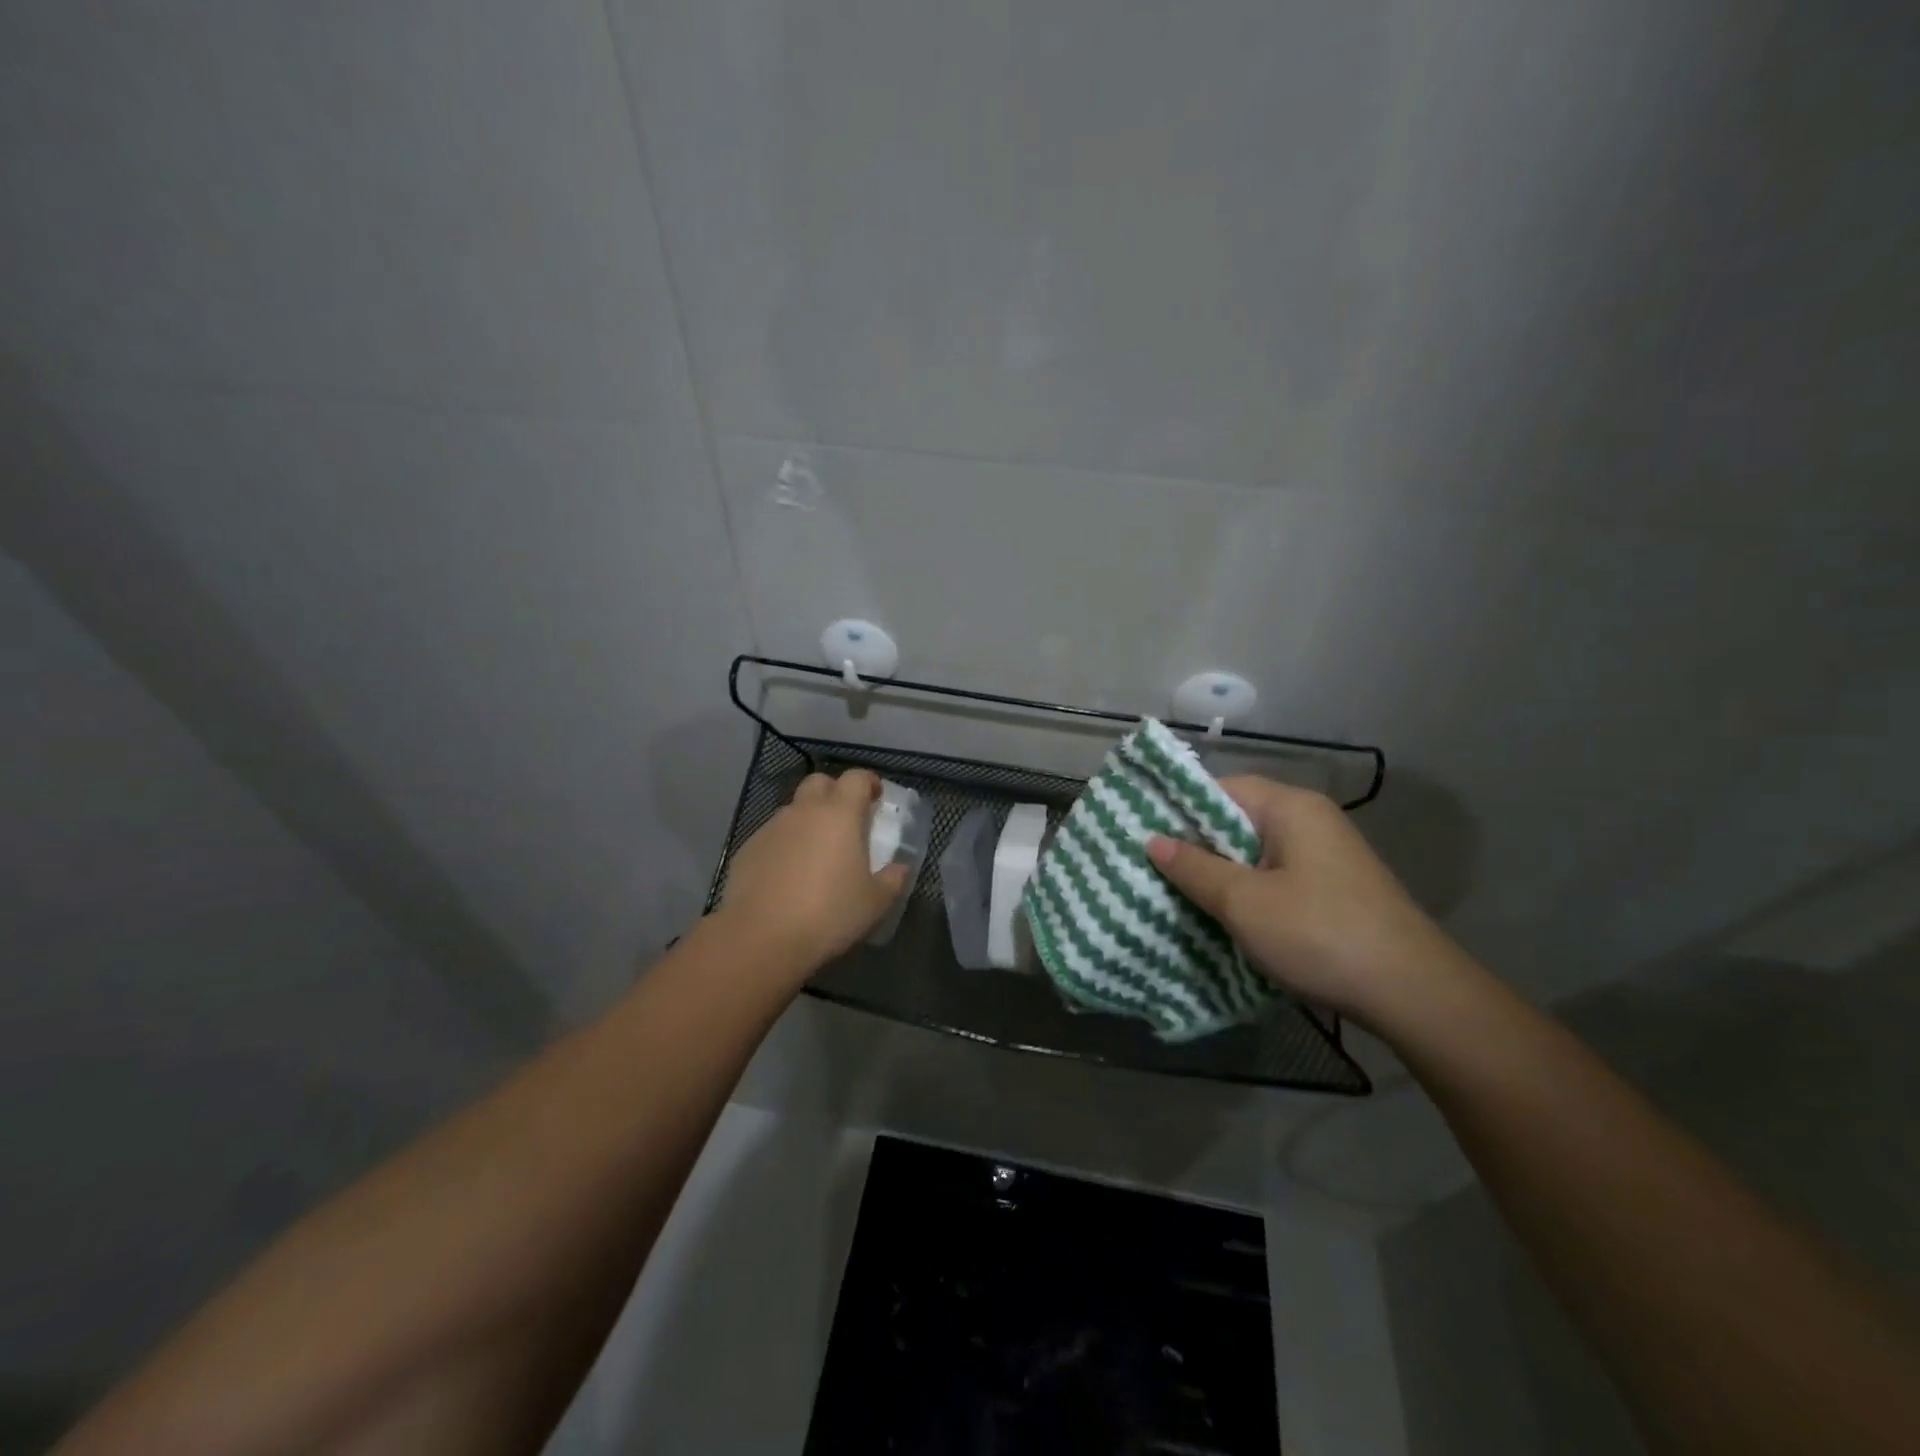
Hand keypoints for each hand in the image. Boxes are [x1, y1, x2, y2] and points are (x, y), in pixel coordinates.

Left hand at [717, 769, 909, 973]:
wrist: (761, 938)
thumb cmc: (829, 913)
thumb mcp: (875, 902)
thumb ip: (893, 879)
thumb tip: (900, 868)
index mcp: (840, 814)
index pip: (856, 778)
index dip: (869, 783)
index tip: (876, 799)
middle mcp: (804, 811)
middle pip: (819, 782)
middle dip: (835, 793)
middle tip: (846, 821)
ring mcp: (771, 828)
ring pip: (794, 810)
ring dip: (808, 821)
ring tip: (817, 854)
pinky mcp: (748, 849)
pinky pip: (773, 836)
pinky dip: (785, 846)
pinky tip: (788, 876)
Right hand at [1146, 776, 1467, 1023]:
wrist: (1413, 993)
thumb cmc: (1319, 934)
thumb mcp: (1244, 902)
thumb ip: (1194, 868)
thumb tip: (1152, 840)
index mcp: (1291, 808)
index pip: (1221, 789)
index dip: (1180, 809)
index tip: (1143, 834)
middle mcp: (1311, 821)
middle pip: (1237, 821)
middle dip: (1196, 846)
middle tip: (1153, 868)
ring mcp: (1326, 856)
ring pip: (1255, 853)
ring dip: (1220, 873)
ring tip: (1178, 894)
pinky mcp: (1333, 889)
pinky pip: (1275, 877)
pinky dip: (1247, 891)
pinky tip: (1224, 917)